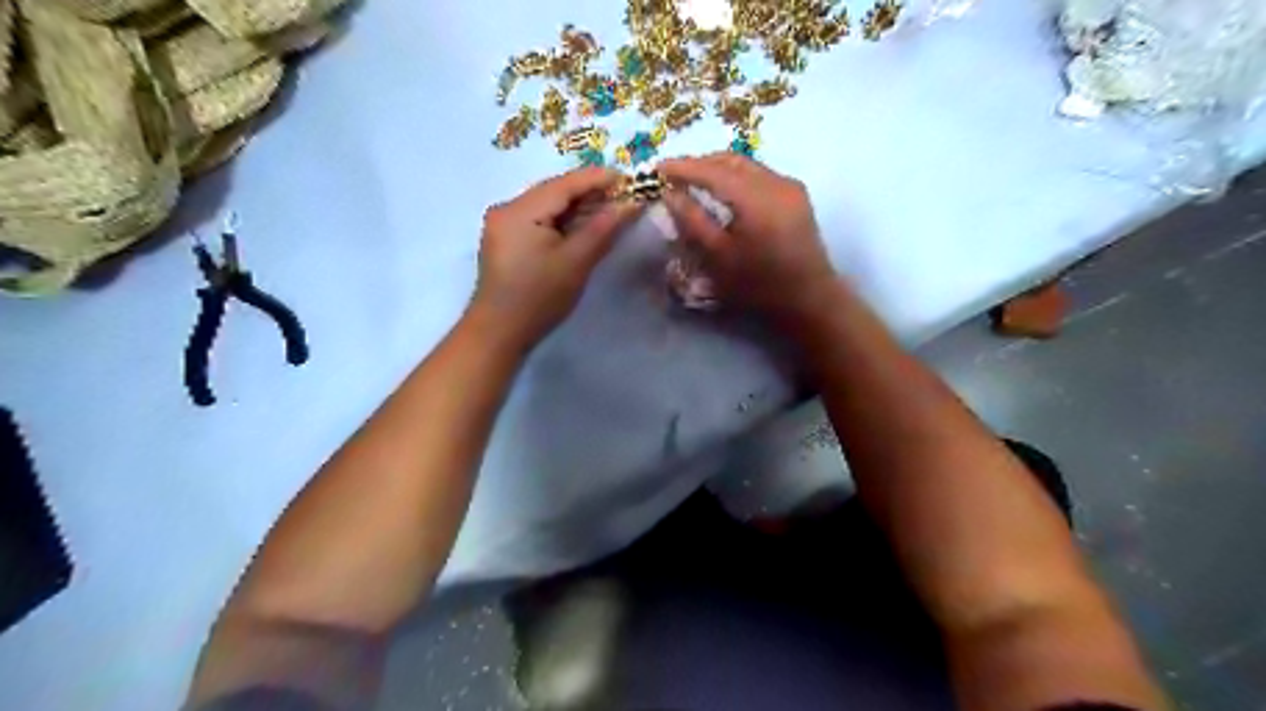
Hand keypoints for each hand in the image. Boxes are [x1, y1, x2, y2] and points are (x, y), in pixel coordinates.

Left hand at [470, 167, 638, 356]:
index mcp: (520, 209)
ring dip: (578, 207)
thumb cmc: (538, 298)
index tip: (631, 178)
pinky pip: (539, 219)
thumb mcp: (576, 262)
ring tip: (610, 210)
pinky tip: (582, 227)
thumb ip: (603, 228)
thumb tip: (631, 202)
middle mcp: (507, 208)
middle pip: (555, 191)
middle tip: (624, 196)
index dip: (599, 178)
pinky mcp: (506, 240)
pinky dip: (563, 221)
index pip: (565, 183)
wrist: (499, 333)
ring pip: (547, 205)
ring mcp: (503, 224)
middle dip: (590, 192)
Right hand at [658, 152, 842, 324]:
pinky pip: (760, 175)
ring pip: (746, 165)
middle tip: (674, 175)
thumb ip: (692, 220)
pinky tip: (724, 191)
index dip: (682, 167)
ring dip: (718, 168)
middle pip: (731, 160)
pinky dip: (737, 177)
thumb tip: (670, 194)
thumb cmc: (759, 285)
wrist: (809, 299)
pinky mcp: (796, 195)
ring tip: (694, 181)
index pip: (711, 171)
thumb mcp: (718, 257)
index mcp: (756, 198)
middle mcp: (776, 182)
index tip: (657, 168)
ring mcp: (790, 186)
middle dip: (700, 163)